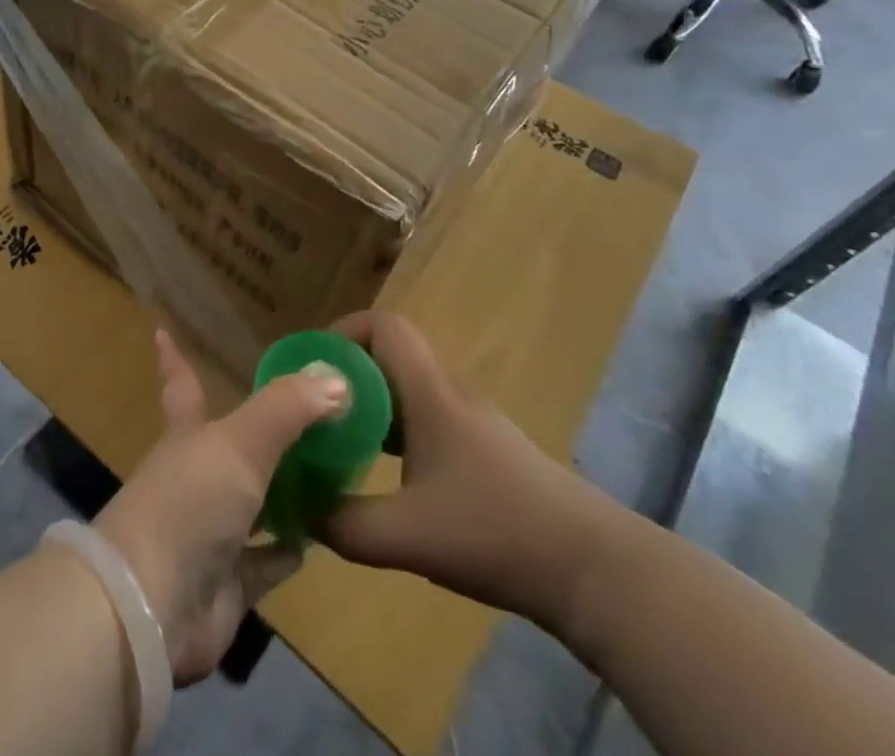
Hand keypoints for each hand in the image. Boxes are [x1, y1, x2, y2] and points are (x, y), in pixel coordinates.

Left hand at [93, 328, 347, 683]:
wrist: (151, 605)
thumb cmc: (189, 502)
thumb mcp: (240, 442)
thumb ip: (287, 408)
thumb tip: (335, 375)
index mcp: (188, 435)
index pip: (182, 384)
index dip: (174, 358)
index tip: (160, 330)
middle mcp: (195, 477)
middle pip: (228, 446)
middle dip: (258, 431)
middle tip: (304, 413)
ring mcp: (208, 532)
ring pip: (250, 502)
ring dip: (281, 490)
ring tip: (325, 472)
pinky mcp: (226, 585)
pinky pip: (263, 563)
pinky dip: (285, 551)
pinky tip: (313, 540)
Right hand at [318, 311, 622, 634]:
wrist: (595, 570)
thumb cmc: (497, 532)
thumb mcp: (408, 536)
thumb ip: (344, 523)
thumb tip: (299, 510)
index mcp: (430, 393)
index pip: (385, 325)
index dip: (343, 332)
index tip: (313, 367)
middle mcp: (450, 394)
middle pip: (390, 356)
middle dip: (347, 375)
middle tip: (314, 410)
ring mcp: (473, 423)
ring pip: (408, 391)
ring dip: (371, 406)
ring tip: (340, 442)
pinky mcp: (487, 452)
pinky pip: (428, 420)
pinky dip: (397, 432)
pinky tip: (388, 477)